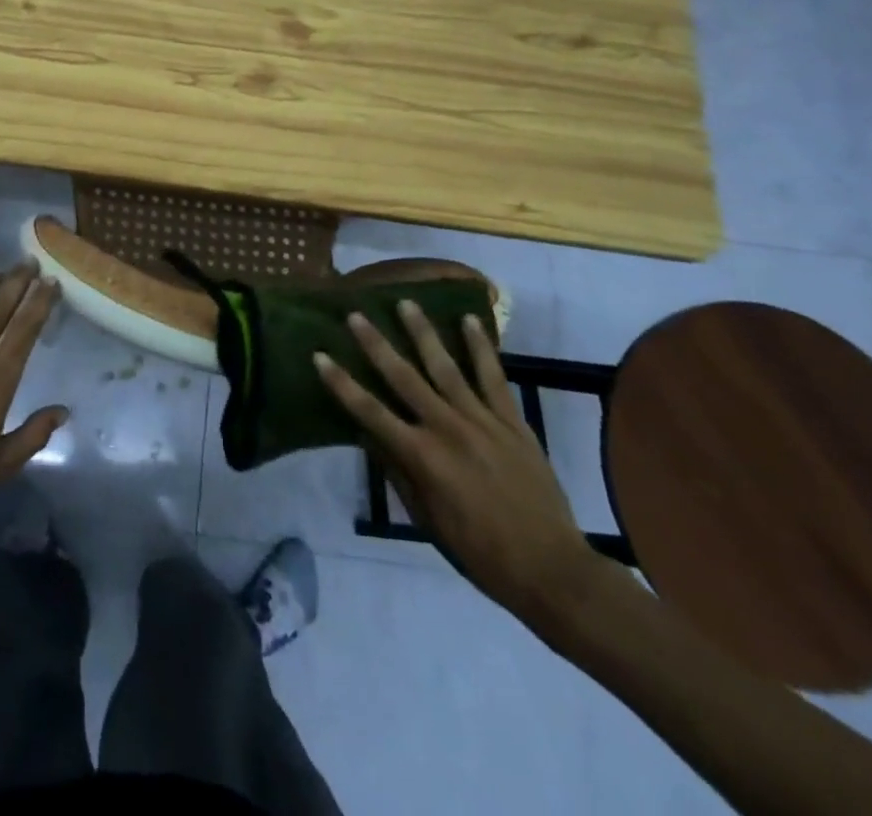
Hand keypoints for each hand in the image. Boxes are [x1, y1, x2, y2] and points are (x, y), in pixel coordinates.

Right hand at [315, 304, 606, 632]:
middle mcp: (447, 428)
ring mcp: (482, 421)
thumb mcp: (426, 519)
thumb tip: (370, 435)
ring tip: (406, 302)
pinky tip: (469, 321)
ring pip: (445, 366)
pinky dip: (480, 347)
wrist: (551, 568)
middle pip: (403, 377)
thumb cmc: (479, 552)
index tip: (320, 356)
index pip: (369, 411)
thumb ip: (398, 472)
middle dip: (376, 344)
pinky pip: (493, 377)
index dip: (341, 383)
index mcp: (422, 457)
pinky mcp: (512, 421)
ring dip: (422, 333)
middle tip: (356, 315)